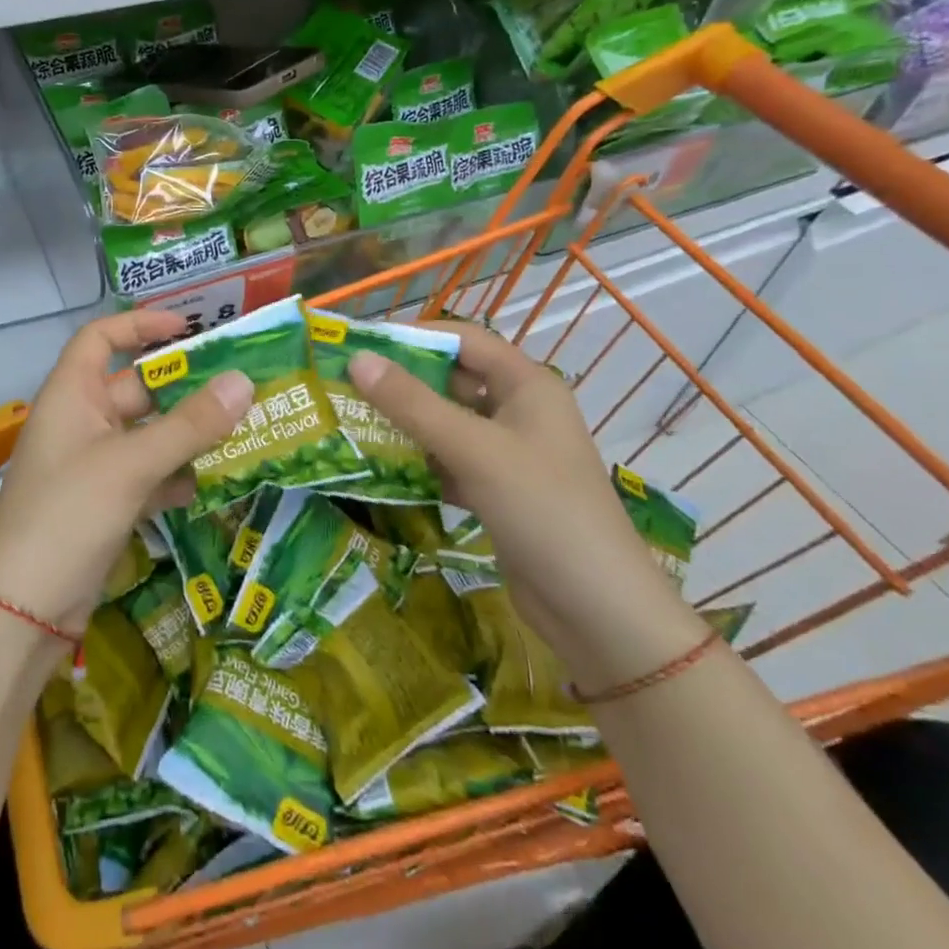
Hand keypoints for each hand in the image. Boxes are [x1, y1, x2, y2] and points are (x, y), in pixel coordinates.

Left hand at [0, 309, 253, 635]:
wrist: (22, 610)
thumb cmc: (68, 514)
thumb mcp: (131, 464)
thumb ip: (190, 425)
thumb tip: (243, 381)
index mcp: (71, 395)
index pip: (100, 338)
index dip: (138, 324)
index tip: (185, 327)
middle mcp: (81, 422)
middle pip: (135, 387)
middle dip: (183, 387)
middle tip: (238, 384)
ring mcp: (93, 465)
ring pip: (147, 434)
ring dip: (187, 433)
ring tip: (241, 429)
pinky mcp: (105, 503)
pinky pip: (148, 474)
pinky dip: (175, 475)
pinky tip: (210, 484)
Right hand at [350, 323, 706, 692]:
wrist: (598, 611)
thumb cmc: (542, 510)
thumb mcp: (473, 449)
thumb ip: (412, 404)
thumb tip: (358, 359)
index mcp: (527, 385)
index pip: (465, 340)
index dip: (417, 336)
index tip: (364, 344)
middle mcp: (520, 411)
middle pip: (454, 381)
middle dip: (405, 383)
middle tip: (349, 386)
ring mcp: (511, 454)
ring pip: (450, 424)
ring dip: (408, 425)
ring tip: (354, 423)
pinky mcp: (500, 492)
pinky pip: (452, 462)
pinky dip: (422, 463)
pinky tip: (383, 469)